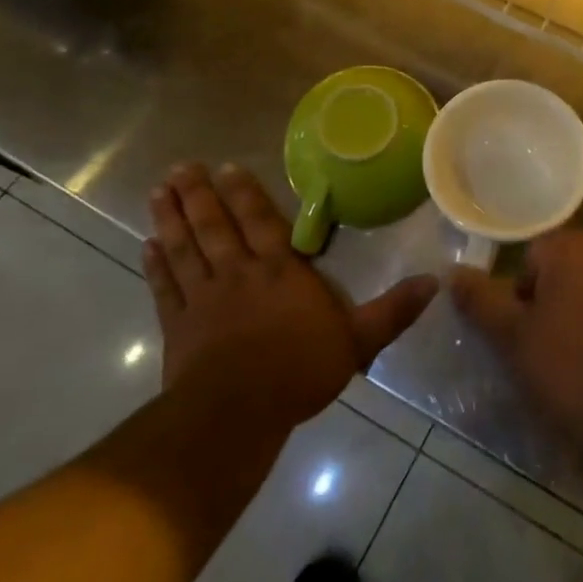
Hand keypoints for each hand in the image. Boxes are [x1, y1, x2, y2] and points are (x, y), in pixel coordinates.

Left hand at [143, 163, 437, 430]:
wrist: (237, 415)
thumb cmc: (300, 370)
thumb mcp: (358, 340)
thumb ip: (393, 310)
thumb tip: (435, 281)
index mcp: (280, 271)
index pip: (261, 222)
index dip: (244, 194)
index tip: (226, 167)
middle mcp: (239, 273)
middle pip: (214, 227)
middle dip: (198, 195)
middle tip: (180, 166)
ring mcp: (204, 299)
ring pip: (185, 249)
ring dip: (171, 219)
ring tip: (157, 192)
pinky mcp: (179, 327)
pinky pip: (166, 288)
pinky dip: (156, 266)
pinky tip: (147, 245)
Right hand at [448, 228, 582, 467]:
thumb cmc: (574, 373)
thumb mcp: (515, 342)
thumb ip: (482, 302)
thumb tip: (454, 274)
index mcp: (573, 247)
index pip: (535, 259)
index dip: (526, 298)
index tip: (531, 337)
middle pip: (576, 265)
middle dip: (564, 297)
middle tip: (561, 348)